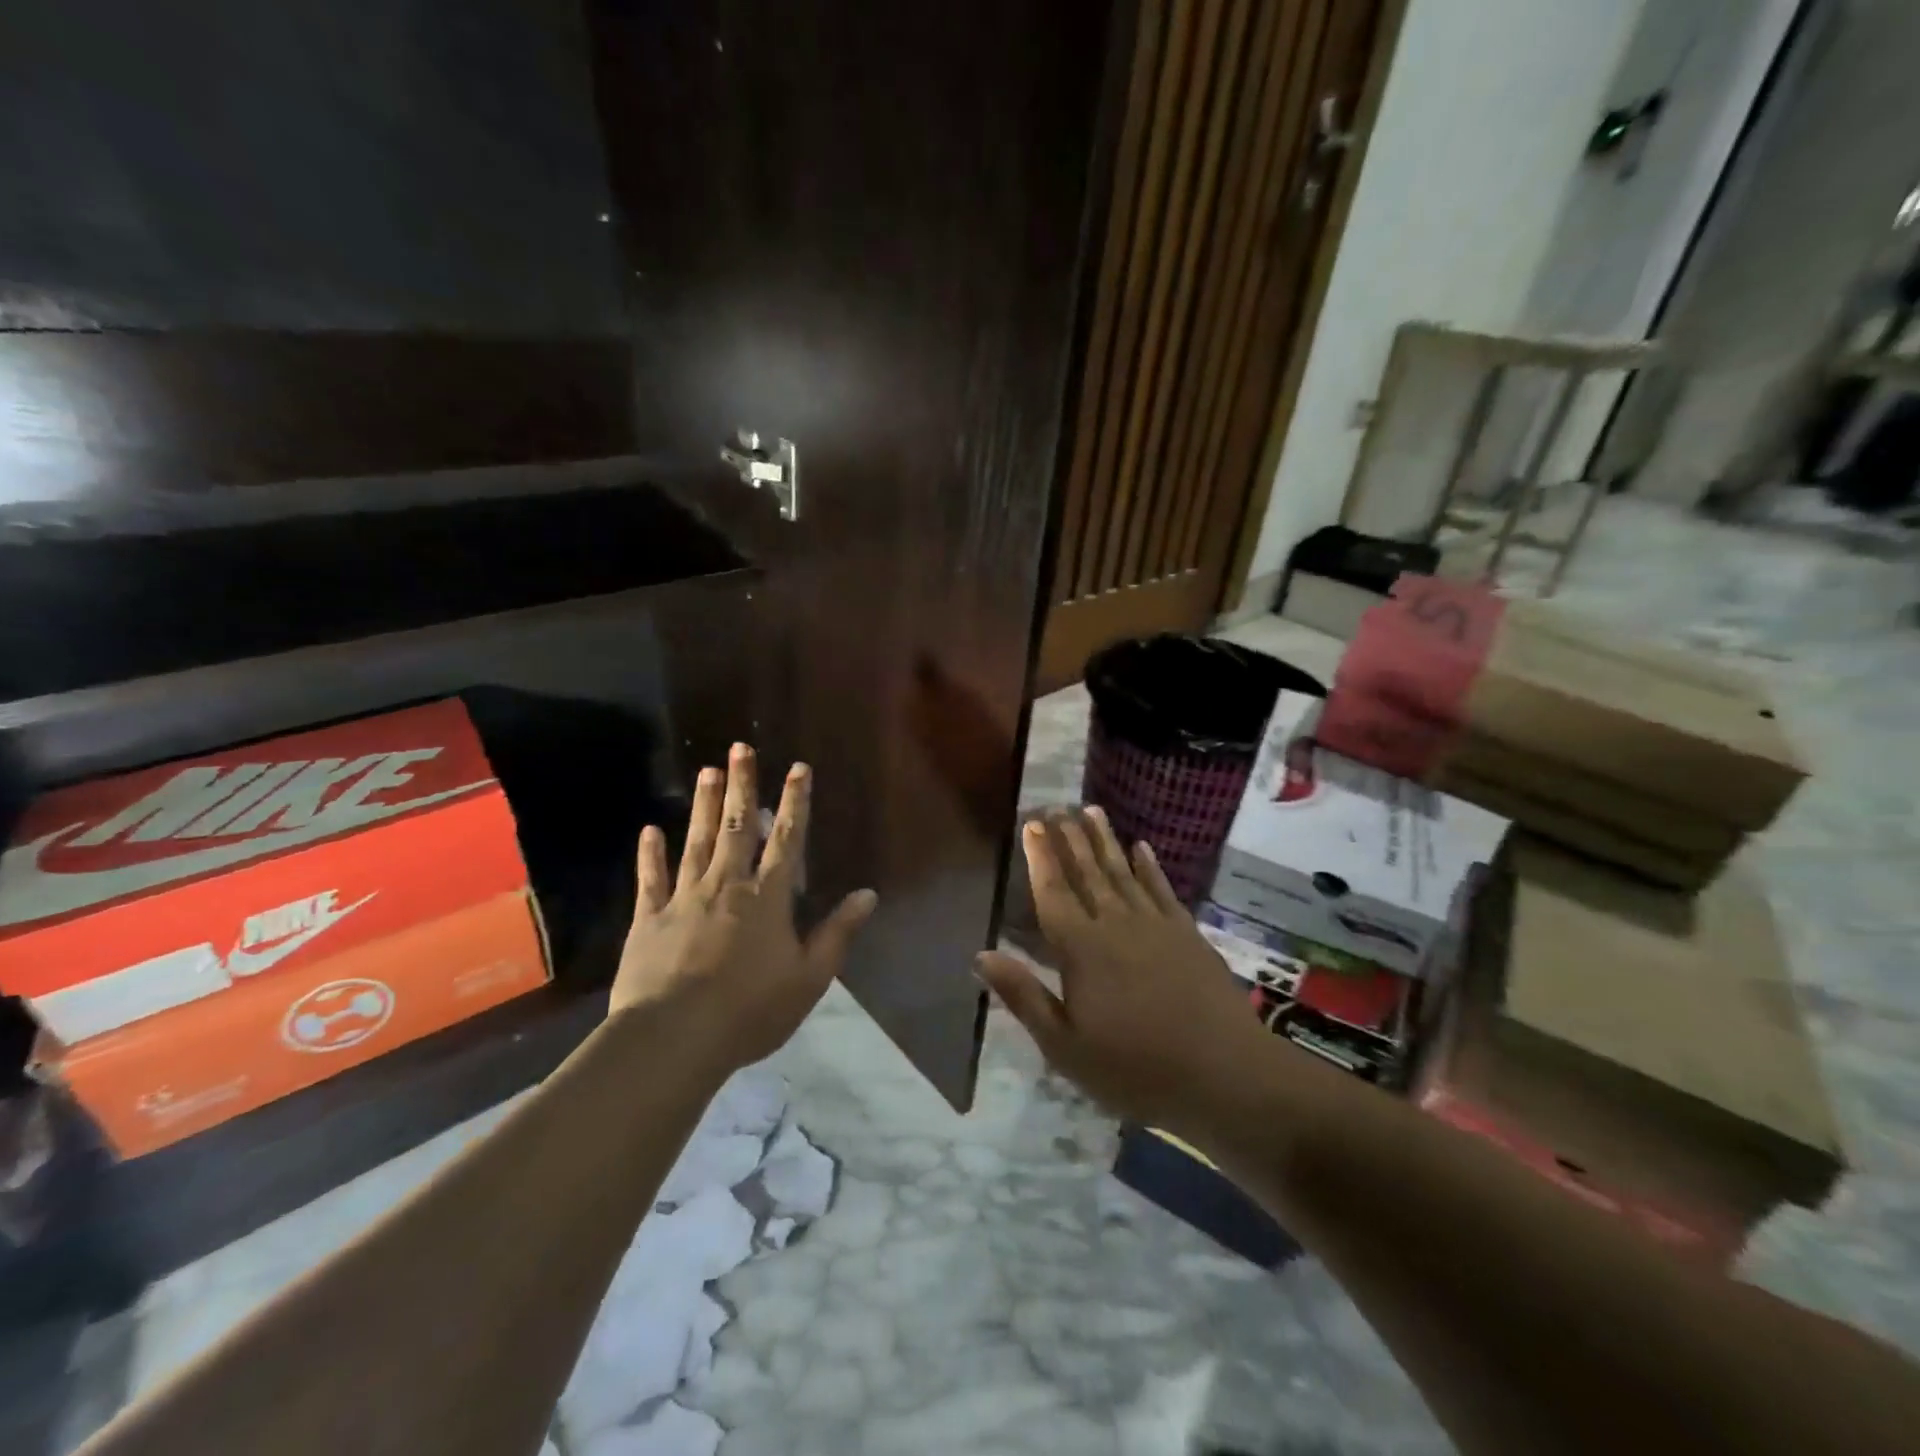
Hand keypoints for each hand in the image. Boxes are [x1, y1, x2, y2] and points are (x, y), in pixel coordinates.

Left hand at [612, 743, 877, 1071]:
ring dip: (703, 806)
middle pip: (738, 827)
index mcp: (767, 897)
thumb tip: (867, 894)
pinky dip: (650, 854)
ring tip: (706, 771)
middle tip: (739, 748)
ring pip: (697, 842)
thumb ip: (838, 932)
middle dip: (743, 786)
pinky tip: (648, 831)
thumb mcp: (810, 977)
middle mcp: (727, 885)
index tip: (797, 768)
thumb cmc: (751, 1009)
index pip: (787, 839)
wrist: (675, 1037)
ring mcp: (684, 898)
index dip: (795, 802)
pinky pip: (651, 880)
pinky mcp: (650, 919)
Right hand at [977, 808, 1265, 1131]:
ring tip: (1092, 811)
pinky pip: (1162, 889)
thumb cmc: (1134, 1068)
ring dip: (1105, 841)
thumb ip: (1023, 996)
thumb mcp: (1064, 1046)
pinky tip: (1143, 848)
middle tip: (1058, 807)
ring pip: (1123, 872)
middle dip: (1070, 838)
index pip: (1053, 892)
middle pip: (1087, 872)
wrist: (1224, 1074)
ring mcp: (1155, 925)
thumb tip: (981, 955)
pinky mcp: (1187, 933)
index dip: (1040, 857)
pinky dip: (1150, 867)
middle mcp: (1116, 924)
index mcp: (1081, 949)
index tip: (1033, 825)